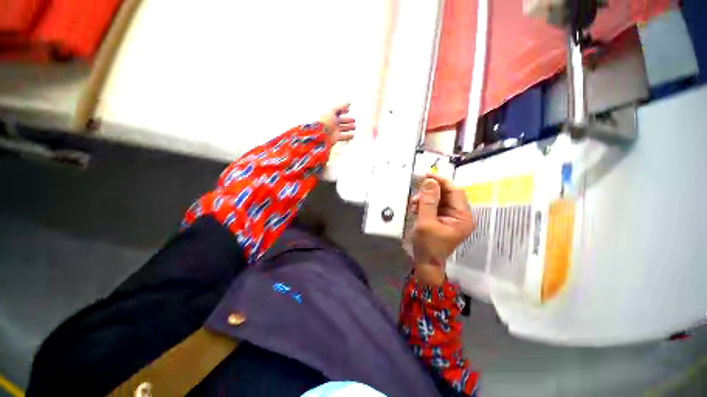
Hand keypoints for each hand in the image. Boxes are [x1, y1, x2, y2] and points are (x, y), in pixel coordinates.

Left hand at [318, 103, 355, 144]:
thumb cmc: (325, 122)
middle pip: (341, 120)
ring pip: (343, 128)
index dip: (343, 110)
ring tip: (354, 127)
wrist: (321, 135)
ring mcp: (334, 131)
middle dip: (347, 120)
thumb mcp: (333, 111)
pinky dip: (348, 136)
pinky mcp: (335, 138)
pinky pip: (343, 137)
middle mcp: (332, 123)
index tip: (348, 109)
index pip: (338, 111)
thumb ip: (341, 106)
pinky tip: (352, 135)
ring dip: (349, 127)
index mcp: (330, 115)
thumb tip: (348, 102)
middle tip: (353, 120)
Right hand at [410, 174, 474, 285]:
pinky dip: (425, 205)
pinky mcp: (443, 219)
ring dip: (426, 199)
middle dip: (431, 192)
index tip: (426, 176)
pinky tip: (416, 208)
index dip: (441, 182)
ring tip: (414, 204)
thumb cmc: (427, 246)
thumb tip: (430, 181)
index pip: (455, 191)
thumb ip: (428, 201)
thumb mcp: (426, 223)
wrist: (425, 263)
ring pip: (440, 199)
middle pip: (447, 194)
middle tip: (416, 195)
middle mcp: (460, 215)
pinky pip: (435, 206)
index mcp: (462, 217)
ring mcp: (451, 217)